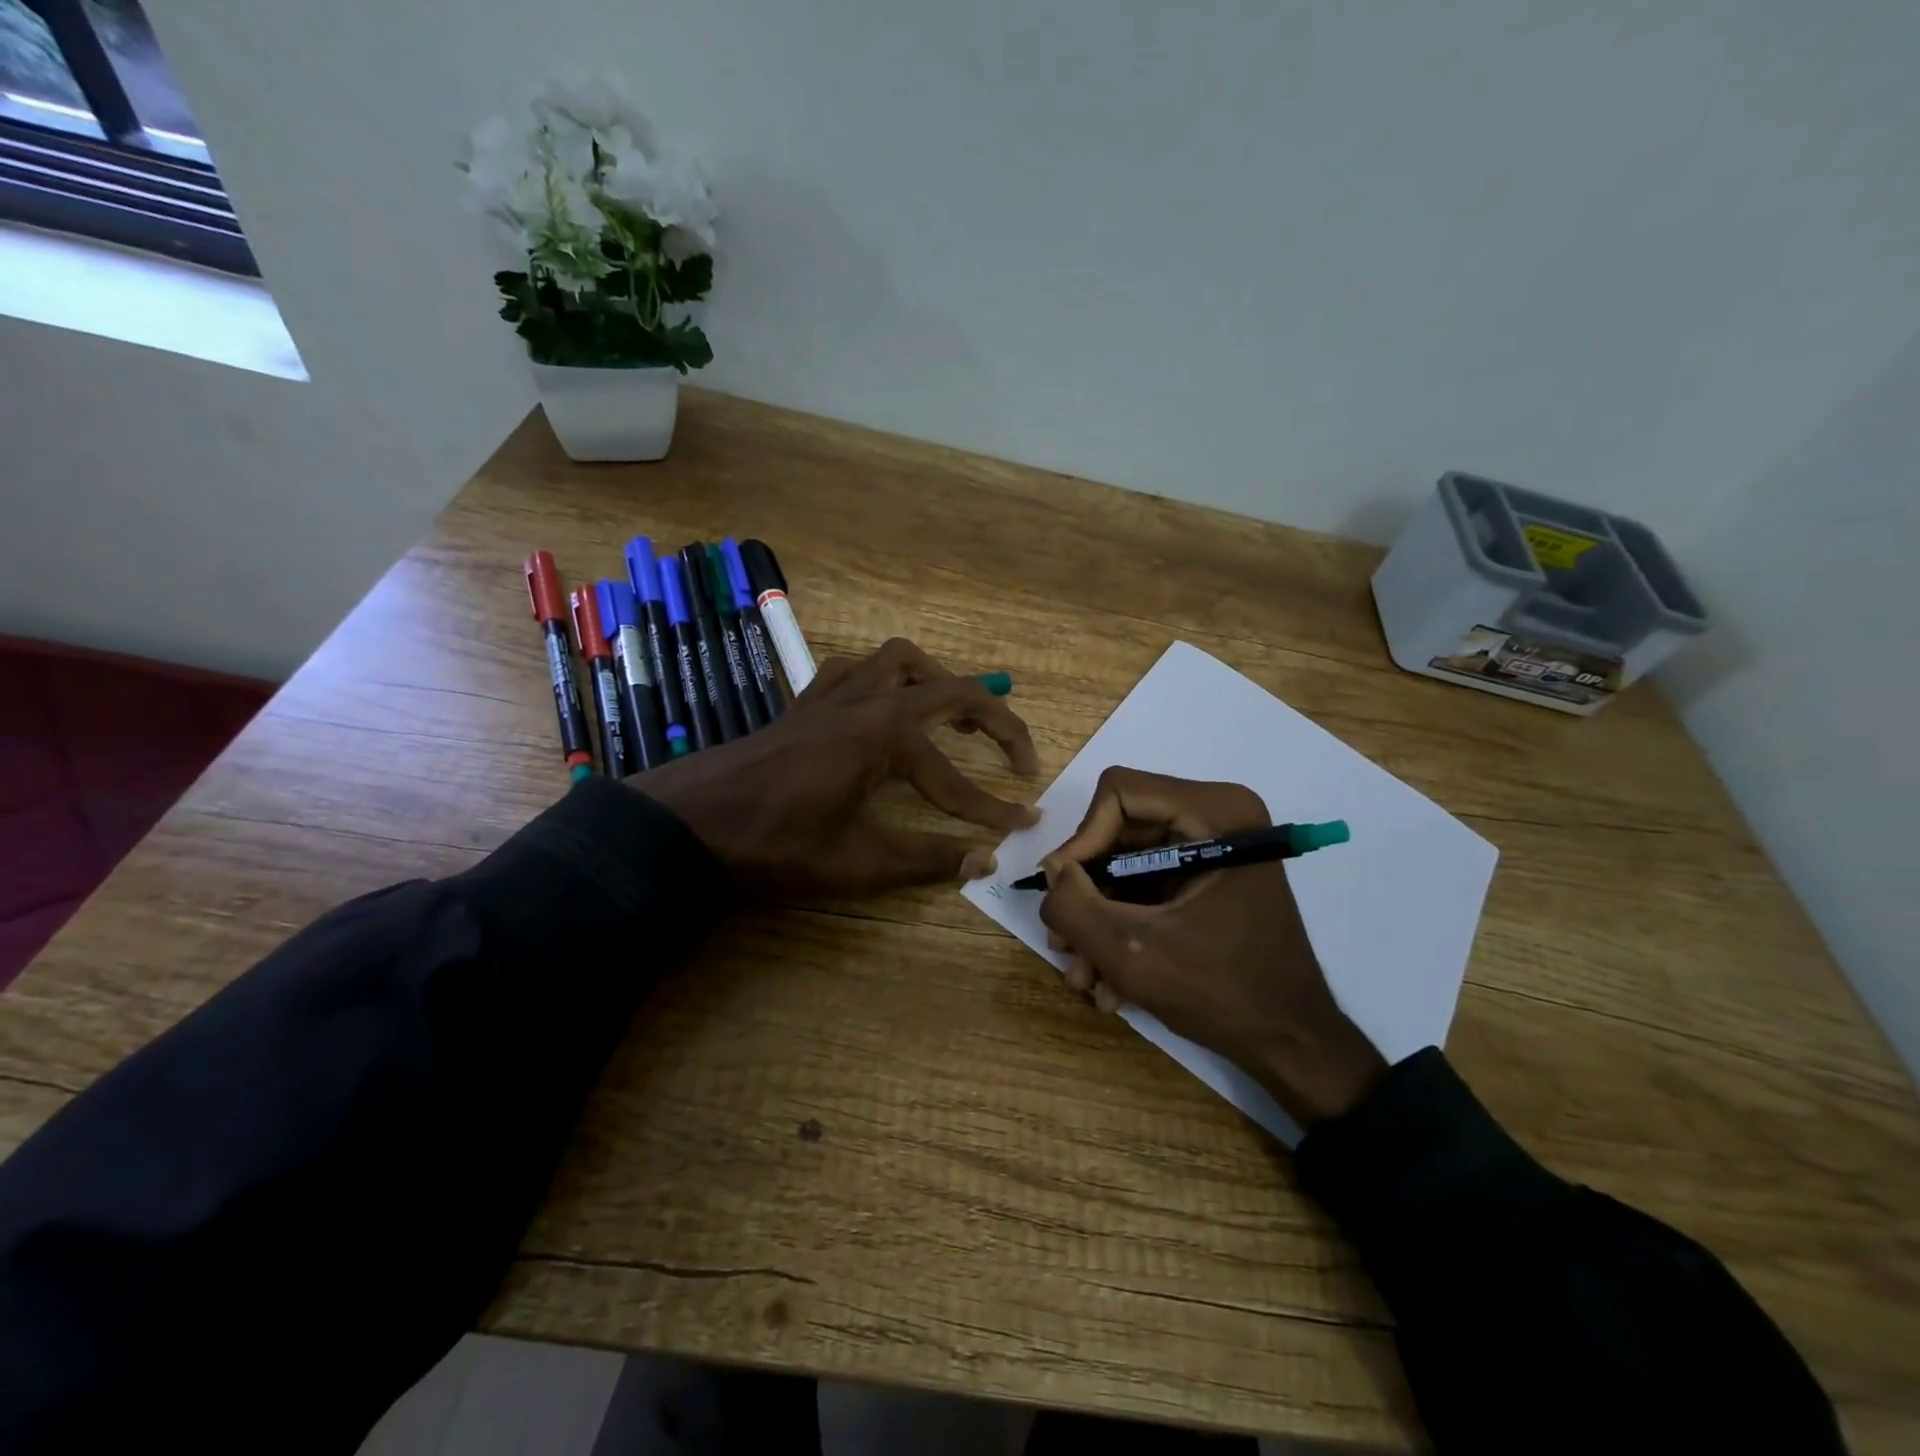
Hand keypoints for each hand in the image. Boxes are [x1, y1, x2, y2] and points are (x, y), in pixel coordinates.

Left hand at [636, 638, 1040, 897]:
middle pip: (948, 690)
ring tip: (957, 713)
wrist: (686, 825)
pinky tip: (882, 705)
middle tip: (1018, 754)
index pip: (955, 776)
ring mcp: (832, 696)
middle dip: (994, 719)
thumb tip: (984, 862)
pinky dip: (881, 678)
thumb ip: (926, 860)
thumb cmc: (773, 845)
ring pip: (898, 660)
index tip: (1022, 824)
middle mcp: (866, 701)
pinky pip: (853, 670)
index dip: (992, 806)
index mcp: (884, 735)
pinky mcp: (805, 704)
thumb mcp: (857, 863)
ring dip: (937, 679)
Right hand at [1037, 767, 1385, 1128]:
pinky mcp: (1209, 877)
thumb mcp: (1132, 953)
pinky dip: (1125, 927)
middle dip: (1087, 894)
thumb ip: (1074, 906)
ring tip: (1086, 978)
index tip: (1065, 893)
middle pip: (1119, 832)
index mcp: (1214, 813)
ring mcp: (1213, 848)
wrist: (1292, 1045)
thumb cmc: (1222, 992)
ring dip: (1100, 920)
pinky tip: (1111, 981)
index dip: (1082, 840)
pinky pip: (1148, 886)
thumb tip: (1051, 872)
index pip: (1118, 793)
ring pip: (1127, 864)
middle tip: (1065, 945)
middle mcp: (1216, 816)